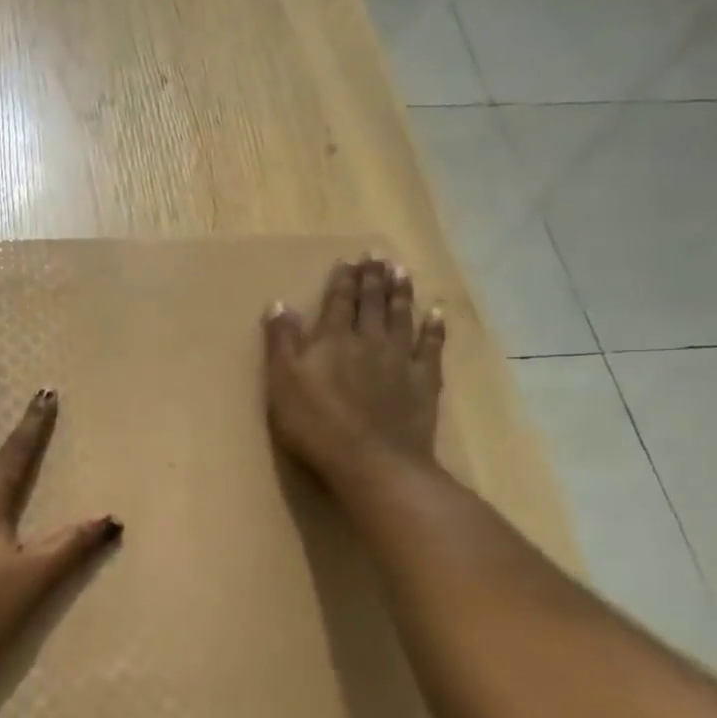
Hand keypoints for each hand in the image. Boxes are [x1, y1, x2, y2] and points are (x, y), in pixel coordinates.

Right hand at [263, 257, 446, 493]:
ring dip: (402, 293)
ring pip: (402, 316)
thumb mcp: (283, 383)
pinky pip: (431, 347)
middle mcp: (369, 341)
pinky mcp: (424, 382)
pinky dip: (434, 328)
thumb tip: (280, 303)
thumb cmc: (316, 425)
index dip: (343, 280)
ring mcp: (400, 360)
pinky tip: (436, 313)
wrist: (372, 461)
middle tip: (378, 256)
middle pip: (372, 303)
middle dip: (373, 278)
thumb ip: (282, 342)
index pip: (339, 302)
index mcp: (333, 340)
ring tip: (402, 271)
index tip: (350, 260)